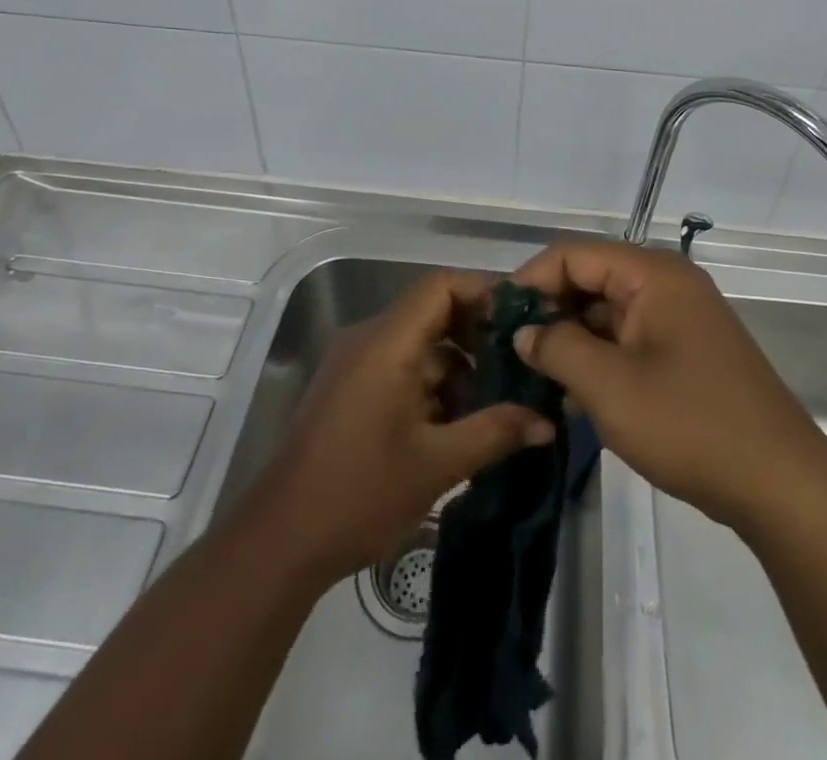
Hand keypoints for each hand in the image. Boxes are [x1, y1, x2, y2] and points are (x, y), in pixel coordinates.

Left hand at [246, 271, 555, 586]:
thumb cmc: (359, 494)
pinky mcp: (349, 388)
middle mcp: (368, 339)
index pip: (439, 286)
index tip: (519, 322)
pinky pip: (399, 366)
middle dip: (476, 336)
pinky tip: (455, 425)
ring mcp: (355, 364)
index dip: (482, 293)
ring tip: (493, 407)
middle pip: (431, 312)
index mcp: (386, 343)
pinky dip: (431, 385)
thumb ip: (495, 433)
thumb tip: (547, 421)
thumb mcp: (437, 464)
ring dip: (456, 367)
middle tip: (517, 366)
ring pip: (418, 344)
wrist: (279, 541)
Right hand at [512, 241, 822, 531]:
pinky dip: (599, 358)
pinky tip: (571, 394)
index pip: (573, 255)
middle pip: (590, 279)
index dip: (530, 281)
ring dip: (571, 339)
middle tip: (510, 352)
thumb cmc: (691, 424)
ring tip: (532, 377)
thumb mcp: (610, 387)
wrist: (780, 484)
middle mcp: (667, 283)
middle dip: (549, 312)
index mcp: (652, 274)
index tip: (497, 320)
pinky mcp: (686, 351)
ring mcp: (680, 318)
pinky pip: (629, 339)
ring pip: (607, 312)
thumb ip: (557, 348)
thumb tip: (524, 331)